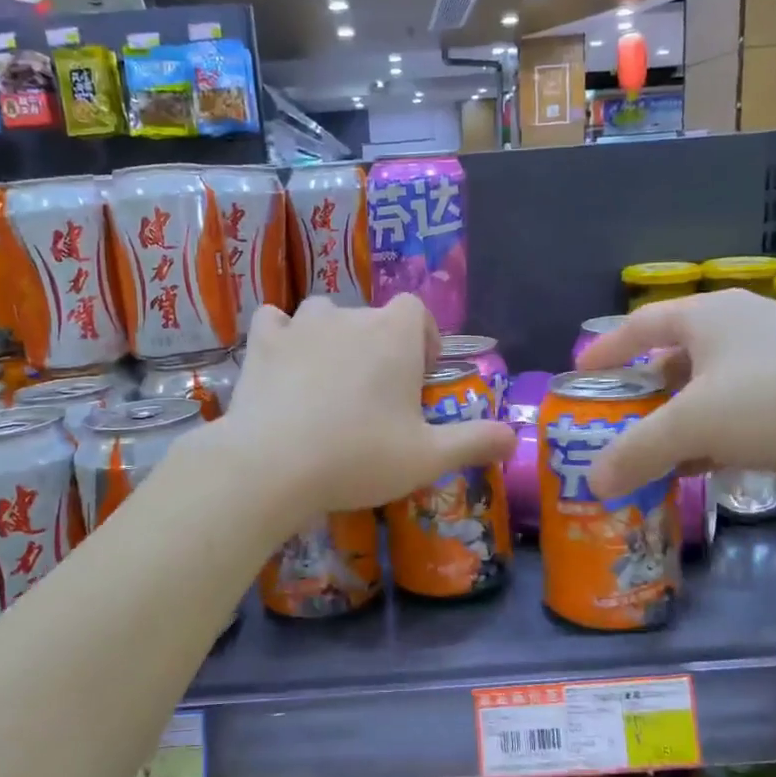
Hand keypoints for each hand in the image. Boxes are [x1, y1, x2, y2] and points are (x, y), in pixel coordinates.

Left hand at [209, 295, 516, 522]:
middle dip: (379, 348)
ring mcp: (301, 325)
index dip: (420, 338)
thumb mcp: (428, 458)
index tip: (418, 376)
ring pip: (324, 317)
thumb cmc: (359, 457)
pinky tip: (283, 367)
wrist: (273, 465)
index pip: (416, 311)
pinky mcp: (261, 342)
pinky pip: (275, 323)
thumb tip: (514, 436)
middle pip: (372, 318)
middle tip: (376, 398)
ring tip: (330, 383)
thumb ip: (475, 441)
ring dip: (333, 340)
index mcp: (394, 334)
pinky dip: (282, 338)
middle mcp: (350, 315)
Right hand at [577, 290, 775, 500]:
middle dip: (644, 394)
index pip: (641, 324)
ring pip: (713, 389)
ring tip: (656, 455)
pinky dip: (721, 435)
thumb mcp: (696, 425)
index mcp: (711, 316)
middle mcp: (745, 327)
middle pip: (676, 358)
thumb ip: (637, 451)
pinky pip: (747, 411)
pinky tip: (711, 466)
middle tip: (616, 426)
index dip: (606, 349)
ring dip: (682, 421)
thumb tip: (592, 481)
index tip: (579, 376)